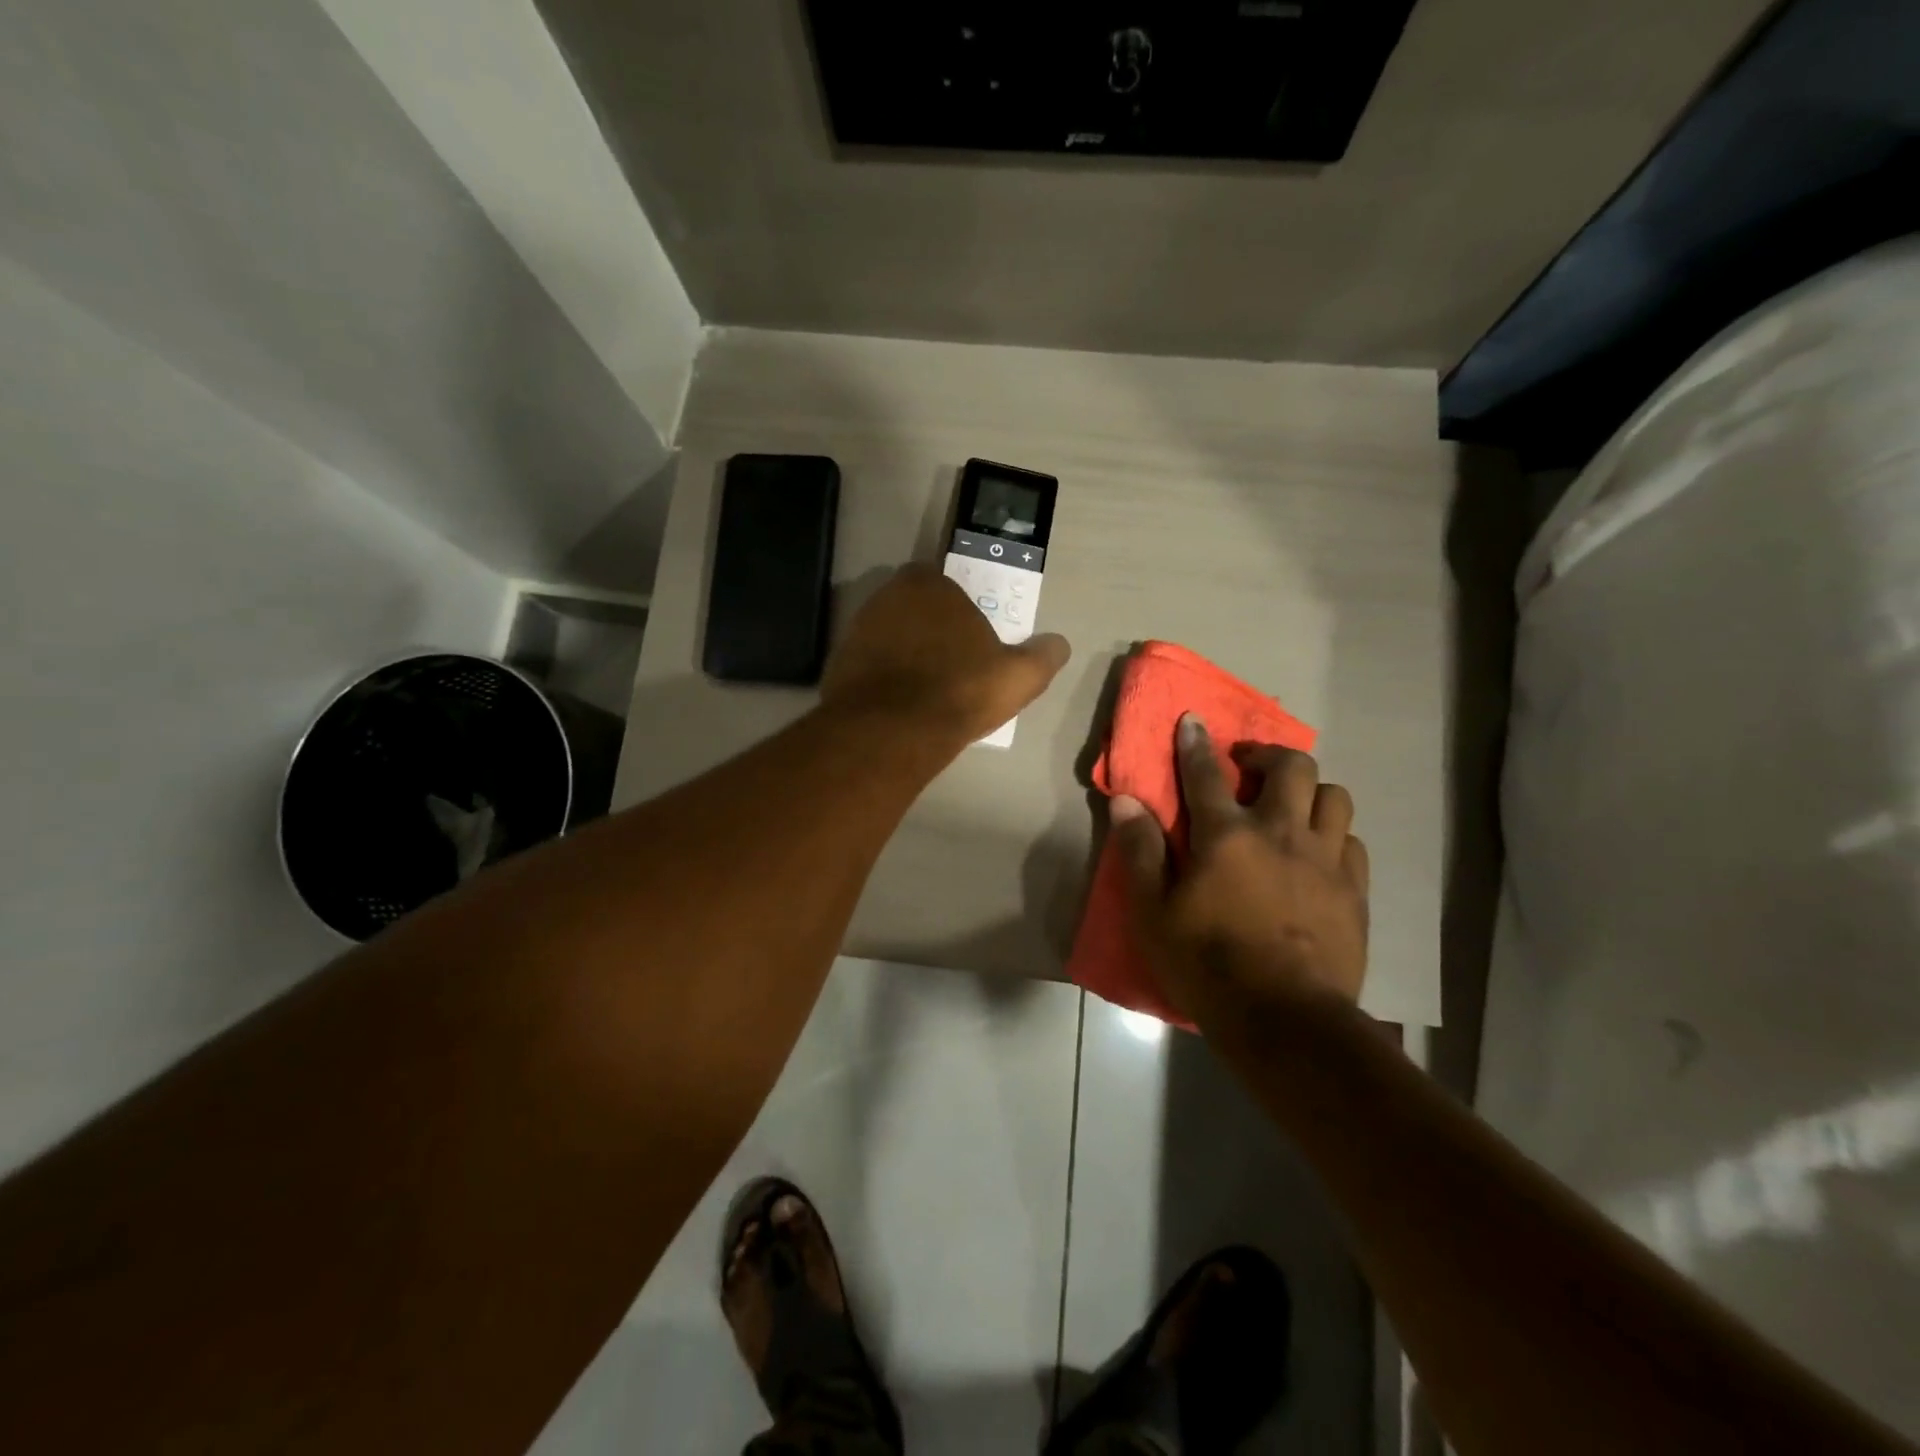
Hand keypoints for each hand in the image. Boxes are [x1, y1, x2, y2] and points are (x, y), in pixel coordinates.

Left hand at [821, 565, 1070, 743]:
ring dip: (906, 654)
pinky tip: (899, 704)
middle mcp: (888, 596)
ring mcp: (858, 628)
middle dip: (932, 631)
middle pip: (917, 610)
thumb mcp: (1019, 676)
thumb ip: (1043, 656)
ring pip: (891, 635)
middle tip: (951, 666)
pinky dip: (883, 677)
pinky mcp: (839, 662)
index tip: (973, 644)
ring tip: (926, 689)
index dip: (962, 613)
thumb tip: (1059, 644)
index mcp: (931, 584)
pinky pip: (870, 664)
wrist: (892, 730)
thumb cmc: (960, 690)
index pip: (949, 586)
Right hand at [1113, 714, 1368, 1025]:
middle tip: (1248, 767)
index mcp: (1227, 835)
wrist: (1285, 1021)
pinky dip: (1333, 834)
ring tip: (1289, 808)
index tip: (1192, 719)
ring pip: (1332, 796)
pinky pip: (1352, 841)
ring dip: (1309, 791)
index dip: (1195, 743)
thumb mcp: (1153, 912)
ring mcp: (1325, 860)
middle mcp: (1281, 833)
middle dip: (1268, 754)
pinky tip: (1318, 853)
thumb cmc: (1206, 964)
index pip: (1206, 772)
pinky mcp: (1355, 890)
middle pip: (1291, 766)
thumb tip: (1126, 801)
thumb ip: (1139, 851)